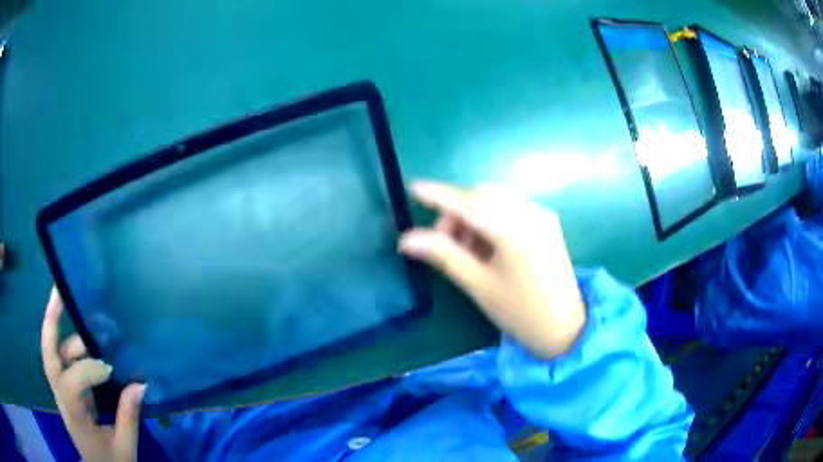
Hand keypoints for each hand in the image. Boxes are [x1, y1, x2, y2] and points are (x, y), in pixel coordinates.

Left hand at [41, 288, 144, 461]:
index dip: (87, 371)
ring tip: (87, 325)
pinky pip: (63, 362)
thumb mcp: (124, 448)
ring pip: (54, 354)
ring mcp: (61, 392)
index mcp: (73, 415)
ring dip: (65, 334)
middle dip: (50, 322)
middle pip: (47, 355)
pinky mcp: (67, 391)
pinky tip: (85, 342)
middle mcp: (61, 398)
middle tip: (58, 292)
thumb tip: (141, 384)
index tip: (111, 369)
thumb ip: (129, 416)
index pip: (70, 383)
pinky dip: (69, 346)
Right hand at [400, 181, 585, 358]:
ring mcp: (542, 215)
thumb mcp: (479, 284)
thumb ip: (444, 255)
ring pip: (496, 200)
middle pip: (482, 196)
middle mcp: (531, 213)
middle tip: (444, 244)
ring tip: (467, 251)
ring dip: (473, 216)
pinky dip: (491, 219)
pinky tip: (488, 246)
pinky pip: (510, 208)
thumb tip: (406, 239)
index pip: (469, 203)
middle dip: (457, 213)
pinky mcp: (547, 222)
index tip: (414, 187)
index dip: (440, 195)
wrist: (565, 328)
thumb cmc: (520, 311)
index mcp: (516, 230)